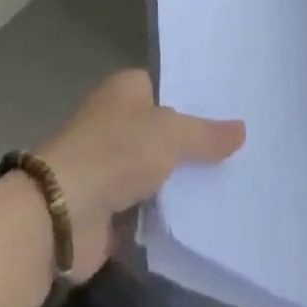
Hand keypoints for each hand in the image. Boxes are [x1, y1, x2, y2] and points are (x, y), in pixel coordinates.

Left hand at [39, 69, 244, 281]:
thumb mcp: (170, 136)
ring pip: (158, 171)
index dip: (195, 99)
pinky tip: (205, 220)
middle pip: (164, 130)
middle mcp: (117, 121)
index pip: (166, 86)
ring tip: (233, 187)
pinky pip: (149, 207)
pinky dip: (168, 215)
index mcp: (126, 89)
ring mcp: (112, 165)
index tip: (231, 111)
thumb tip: (242, 129)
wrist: (63, 212)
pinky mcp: (110, 207)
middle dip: (195, 145)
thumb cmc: (116, 153)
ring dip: (182, 184)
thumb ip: (205, 135)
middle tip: (241, 153)